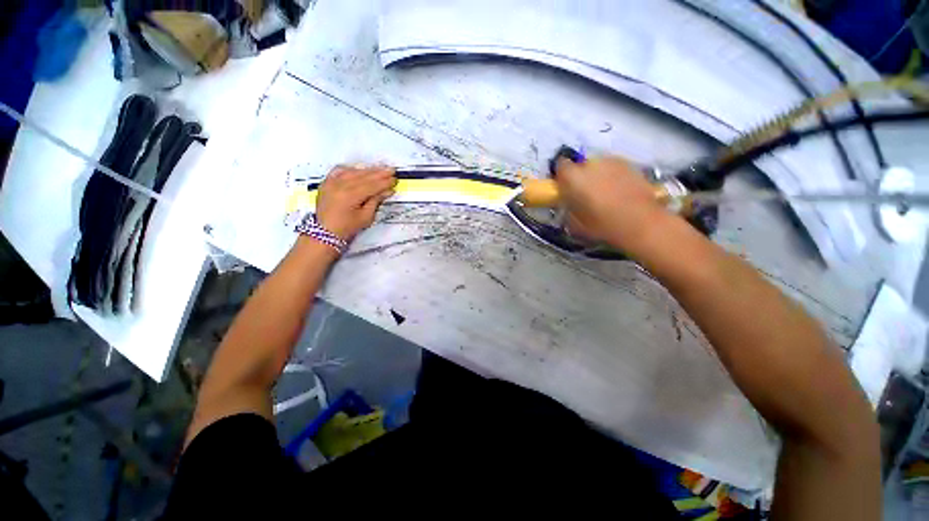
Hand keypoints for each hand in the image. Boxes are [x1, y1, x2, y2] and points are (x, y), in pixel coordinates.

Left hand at [315, 165, 395, 240]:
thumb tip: (386, 191)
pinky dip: (351, 169)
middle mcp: (340, 186)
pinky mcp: (326, 182)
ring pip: (353, 171)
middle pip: (364, 176)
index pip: (372, 185)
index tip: (394, 179)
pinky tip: (359, 168)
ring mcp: (332, 182)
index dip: (384, 182)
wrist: (325, 232)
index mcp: (350, 196)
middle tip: (391, 170)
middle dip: (379, 173)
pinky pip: (339, 170)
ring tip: (379, 168)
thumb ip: (376, 201)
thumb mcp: (366, 217)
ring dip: (367, 170)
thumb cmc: (346, 227)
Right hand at [554, 155, 665, 249]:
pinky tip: (619, 192)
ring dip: (597, 175)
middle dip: (580, 176)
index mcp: (573, 177)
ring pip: (598, 165)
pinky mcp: (630, 164)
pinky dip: (613, 176)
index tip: (564, 188)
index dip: (561, 177)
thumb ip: (568, 209)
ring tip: (604, 194)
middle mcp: (591, 164)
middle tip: (584, 194)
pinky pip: (614, 168)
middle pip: (580, 165)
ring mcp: (613, 161)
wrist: (642, 223)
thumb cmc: (602, 226)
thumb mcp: (575, 224)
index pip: (560, 166)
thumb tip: (569, 205)